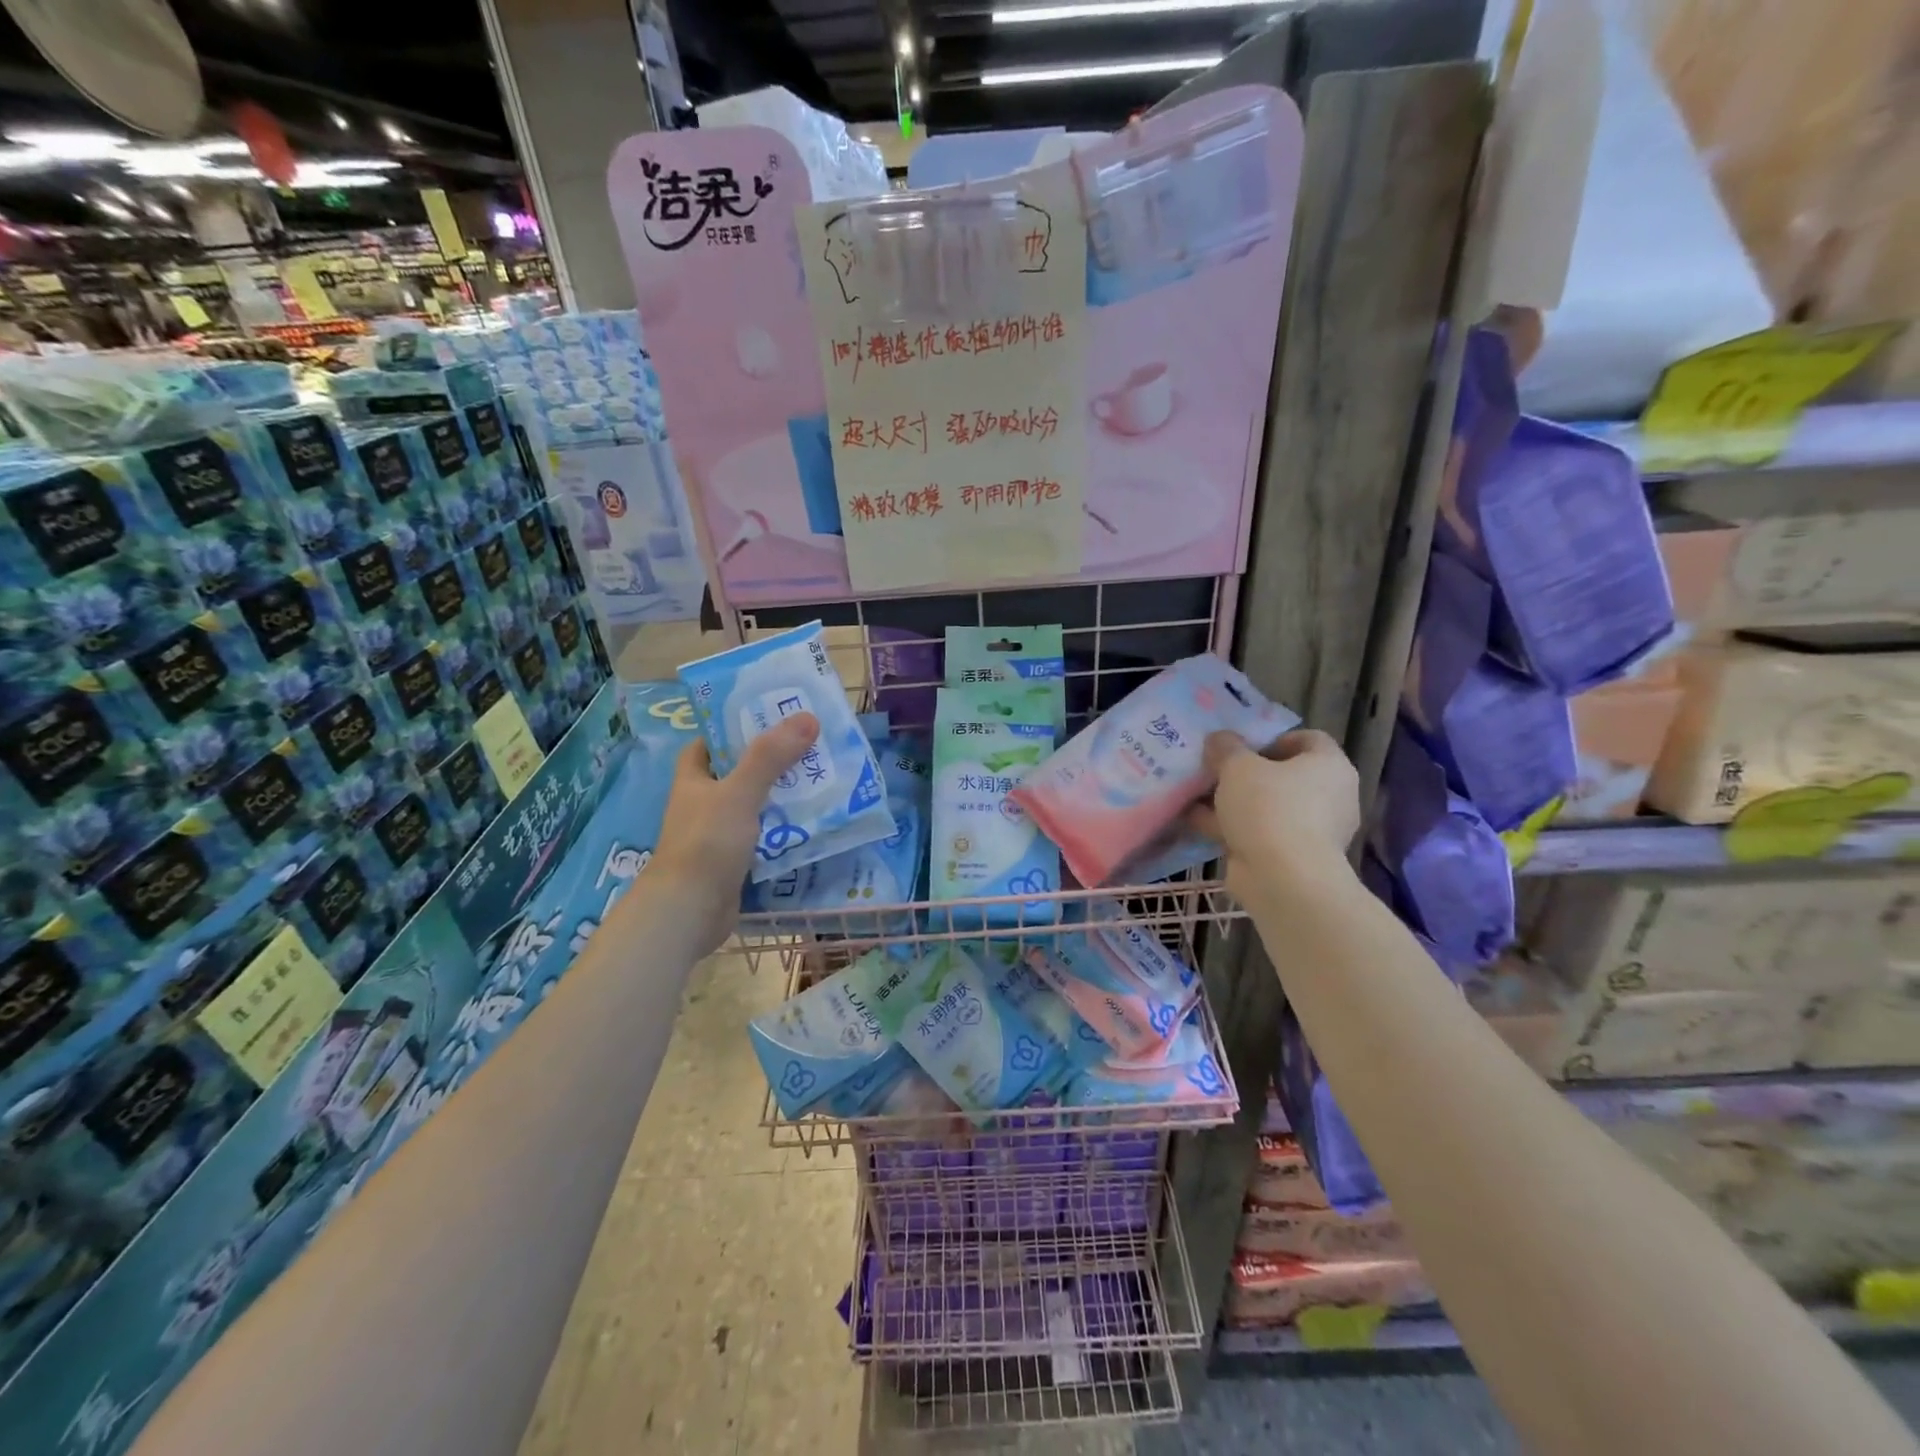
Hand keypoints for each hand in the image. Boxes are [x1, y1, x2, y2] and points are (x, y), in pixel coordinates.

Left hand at [647, 712, 817, 954]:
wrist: (689, 910)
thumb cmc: (707, 843)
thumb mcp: (739, 792)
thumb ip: (770, 757)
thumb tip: (807, 717)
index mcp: (694, 779)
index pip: (709, 744)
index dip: (733, 729)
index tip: (769, 719)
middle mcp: (703, 803)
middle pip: (738, 773)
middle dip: (771, 762)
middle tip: (810, 748)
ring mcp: (718, 834)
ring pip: (755, 806)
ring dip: (783, 797)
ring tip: (821, 781)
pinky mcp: (734, 861)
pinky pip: (764, 837)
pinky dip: (785, 830)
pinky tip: (813, 823)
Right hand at [1187, 728, 1359, 896]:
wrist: (1283, 879)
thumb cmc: (1269, 808)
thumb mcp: (1238, 766)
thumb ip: (1226, 747)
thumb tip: (1219, 739)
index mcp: (1330, 766)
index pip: (1307, 739)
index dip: (1272, 738)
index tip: (1240, 746)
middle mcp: (1329, 796)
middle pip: (1282, 775)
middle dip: (1244, 774)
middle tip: (1213, 771)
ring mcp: (1312, 830)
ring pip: (1266, 807)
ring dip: (1231, 803)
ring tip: (1193, 796)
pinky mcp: (1292, 858)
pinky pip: (1258, 834)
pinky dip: (1230, 828)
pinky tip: (1194, 823)